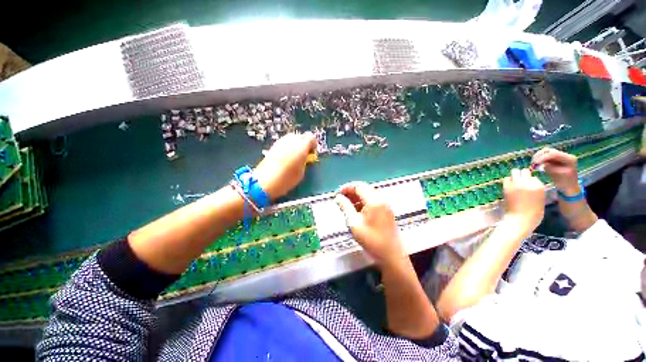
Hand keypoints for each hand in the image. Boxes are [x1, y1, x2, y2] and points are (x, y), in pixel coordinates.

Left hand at [254, 132, 316, 199]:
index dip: (313, 145)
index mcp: (301, 147)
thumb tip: (305, 158)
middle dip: (304, 143)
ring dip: (295, 144)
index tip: (312, 154)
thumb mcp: (301, 172)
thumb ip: (305, 162)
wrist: (265, 181)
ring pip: (291, 137)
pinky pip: (284, 142)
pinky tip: (286, 156)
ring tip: (295, 155)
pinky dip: (288, 146)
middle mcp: (291, 141)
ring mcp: (281, 142)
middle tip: (304, 154)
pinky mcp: (273, 146)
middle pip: (301, 136)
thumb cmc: (286, 179)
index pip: (311, 138)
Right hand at [335, 182, 406, 267]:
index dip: (347, 187)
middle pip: (365, 188)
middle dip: (352, 191)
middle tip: (341, 198)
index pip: (359, 186)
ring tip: (346, 203)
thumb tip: (338, 197)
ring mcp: (385, 205)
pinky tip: (357, 209)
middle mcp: (381, 200)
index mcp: (374, 201)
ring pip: (369, 194)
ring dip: (357, 196)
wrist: (391, 255)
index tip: (337, 193)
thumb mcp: (354, 223)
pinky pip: (373, 200)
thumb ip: (345, 207)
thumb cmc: (371, 240)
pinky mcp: (386, 210)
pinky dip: (363, 201)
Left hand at [503, 169, 545, 233]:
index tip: (529, 186)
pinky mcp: (506, 187)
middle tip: (520, 181)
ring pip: (515, 172)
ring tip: (515, 183)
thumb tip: (530, 182)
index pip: (534, 177)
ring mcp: (516, 184)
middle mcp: (528, 183)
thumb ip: (536, 189)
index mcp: (539, 186)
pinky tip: (509, 186)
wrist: (520, 220)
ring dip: (515, 176)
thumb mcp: (540, 199)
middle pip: (524, 171)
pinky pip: (506, 178)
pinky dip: (508, 181)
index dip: (531, 181)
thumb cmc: (533, 214)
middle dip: (522, 175)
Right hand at [532, 148, 579, 194]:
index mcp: (569, 159)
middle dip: (539, 155)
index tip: (535, 163)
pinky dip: (539, 158)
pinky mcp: (556, 159)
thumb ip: (550, 168)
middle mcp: (566, 155)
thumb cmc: (565, 183)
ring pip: (547, 152)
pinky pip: (546, 155)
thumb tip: (542, 164)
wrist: (569, 186)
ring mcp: (561, 156)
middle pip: (550, 151)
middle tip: (533, 162)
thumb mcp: (558, 176)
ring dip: (538, 156)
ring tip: (533, 162)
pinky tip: (536, 163)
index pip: (553, 154)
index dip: (543, 157)